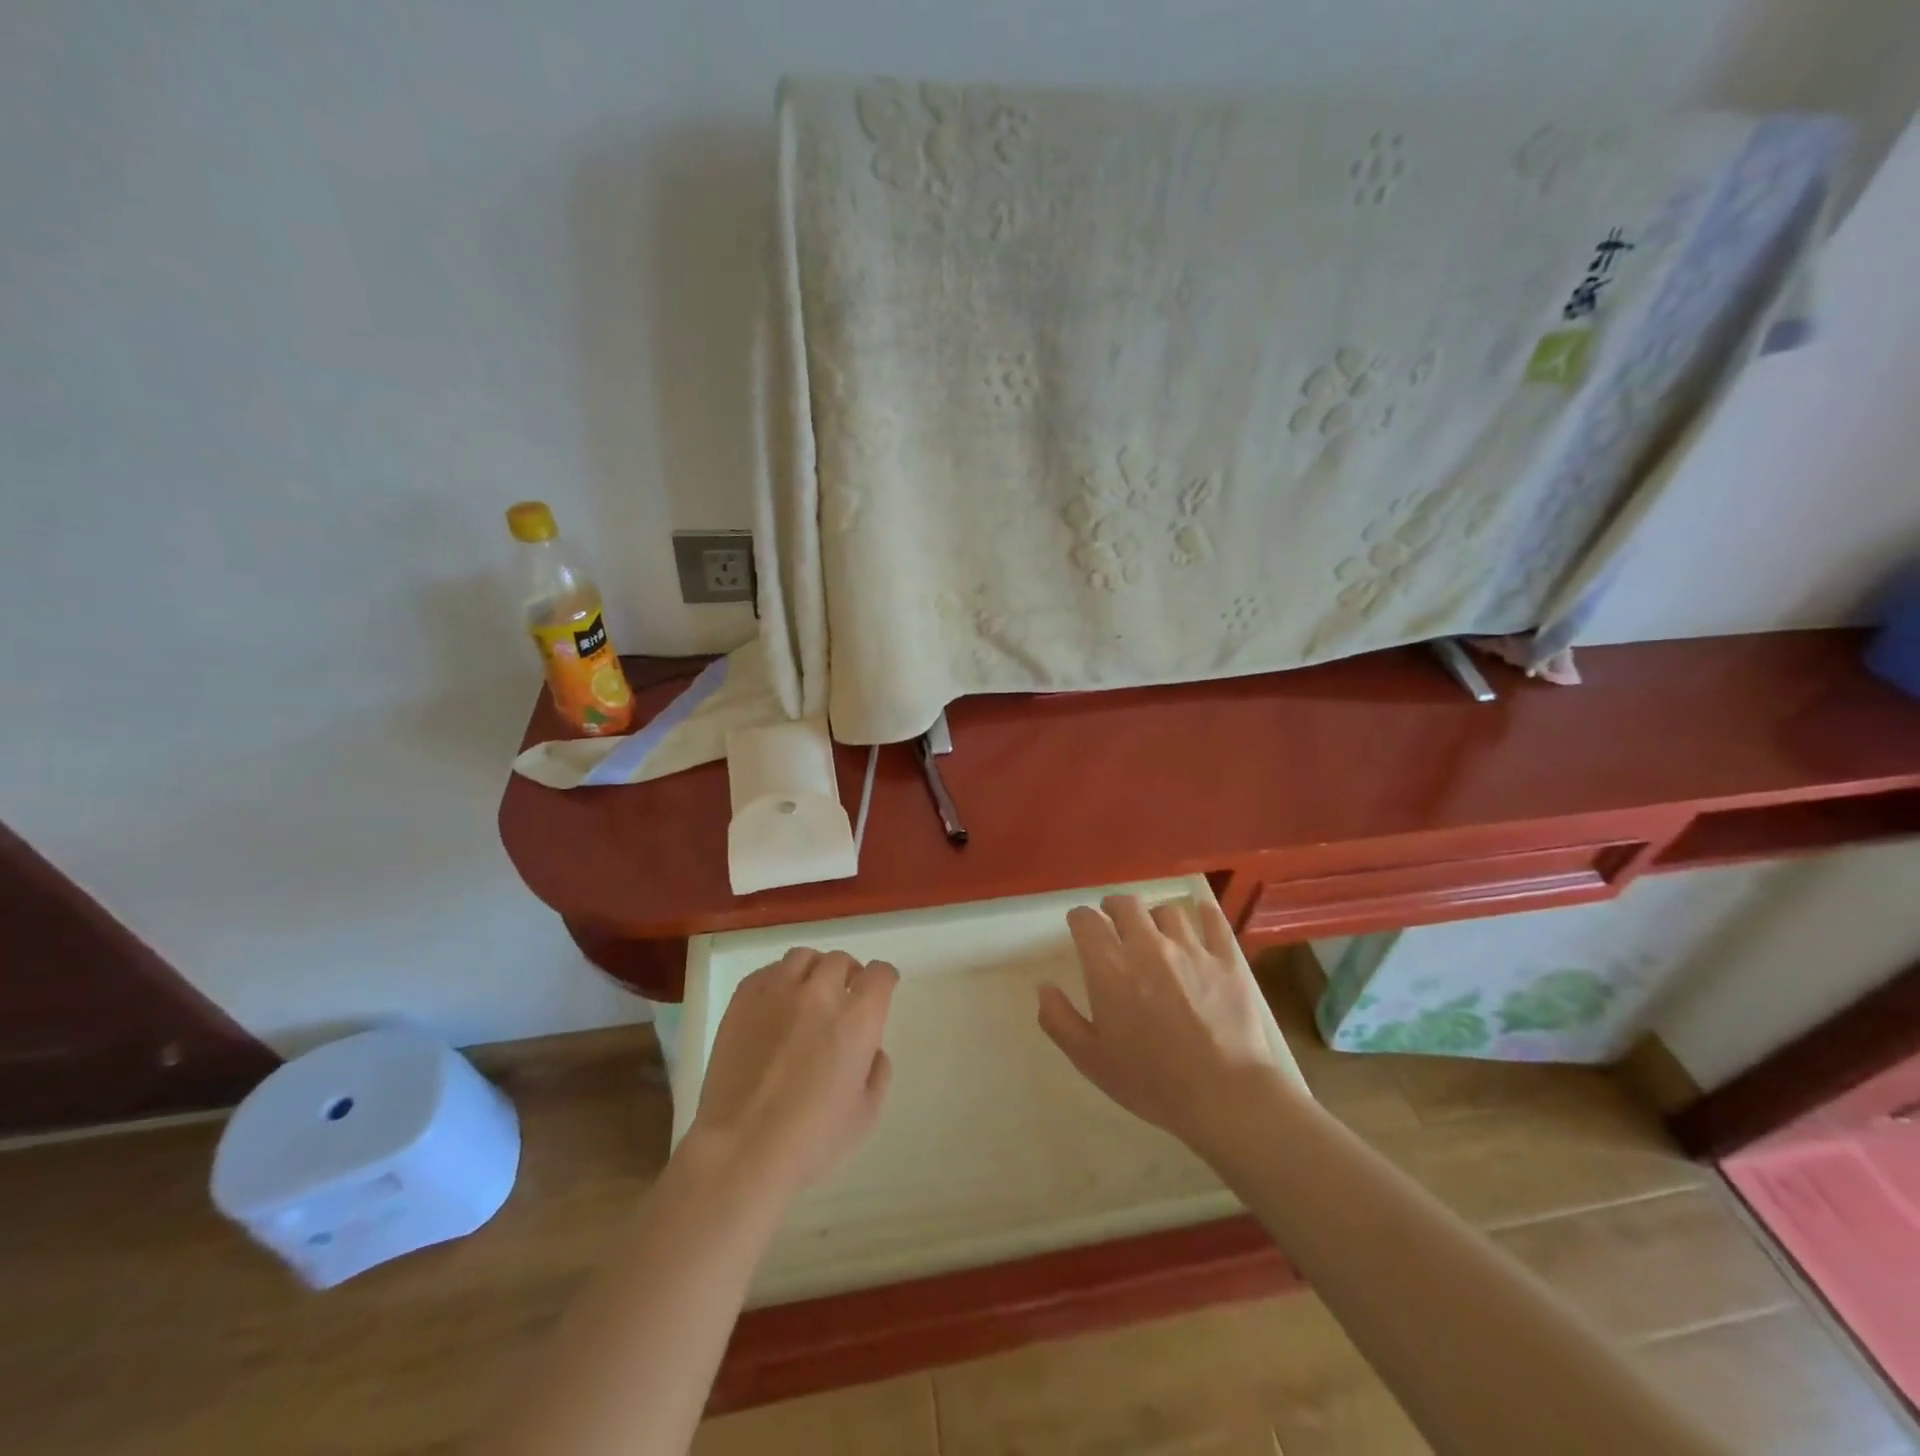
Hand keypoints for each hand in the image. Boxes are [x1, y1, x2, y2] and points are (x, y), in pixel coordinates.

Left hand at [687, 949, 896, 1202]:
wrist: (741, 1150)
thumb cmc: (812, 1141)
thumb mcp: (867, 1114)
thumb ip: (877, 1070)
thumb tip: (870, 1047)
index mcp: (857, 1018)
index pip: (880, 974)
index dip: (884, 980)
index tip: (880, 991)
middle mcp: (820, 993)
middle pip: (841, 961)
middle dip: (848, 976)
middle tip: (843, 999)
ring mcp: (778, 992)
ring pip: (804, 958)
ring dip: (814, 972)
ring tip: (809, 995)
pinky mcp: (743, 999)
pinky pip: (768, 971)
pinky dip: (780, 980)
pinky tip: (776, 1006)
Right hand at [1038, 895, 1281, 1153]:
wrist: (1223, 1096)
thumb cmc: (1150, 1081)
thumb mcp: (1090, 1059)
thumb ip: (1059, 1020)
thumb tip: (1044, 987)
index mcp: (1110, 967)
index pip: (1086, 921)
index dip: (1079, 919)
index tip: (1078, 926)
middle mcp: (1147, 946)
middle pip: (1126, 905)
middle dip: (1113, 907)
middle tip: (1112, 920)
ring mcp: (1191, 949)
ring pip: (1168, 912)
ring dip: (1155, 917)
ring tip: (1155, 930)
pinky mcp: (1226, 960)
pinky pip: (1214, 922)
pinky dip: (1205, 914)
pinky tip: (1201, 914)